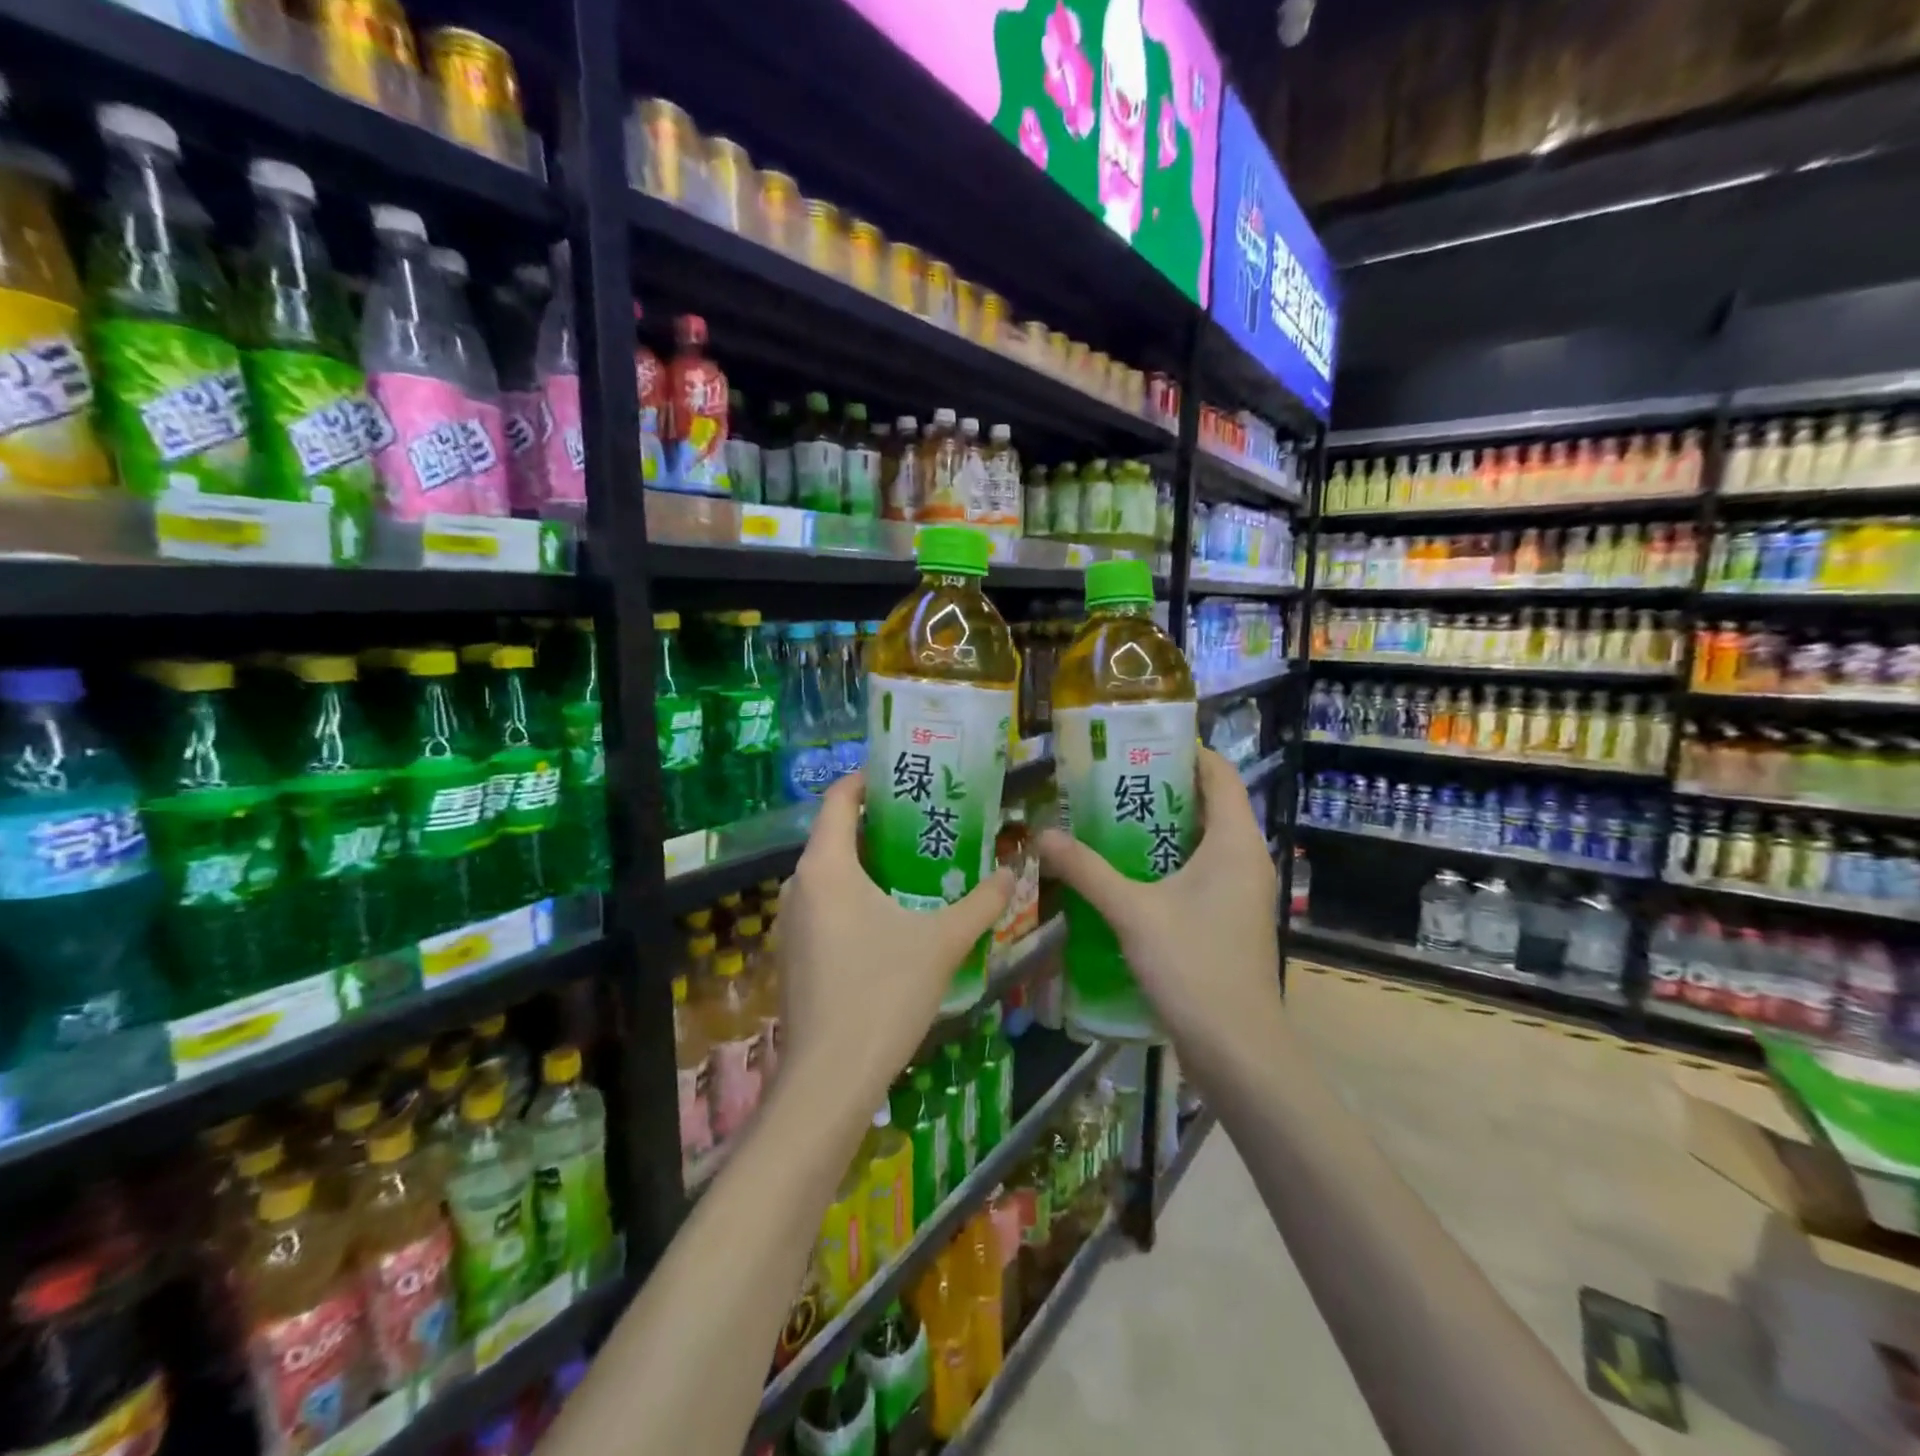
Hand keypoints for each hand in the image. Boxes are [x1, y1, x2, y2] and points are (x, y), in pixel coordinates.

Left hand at [774, 773, 1014, 1110]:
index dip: (866, 781)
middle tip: (925, 822)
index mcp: (826, 867)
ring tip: (916, 865)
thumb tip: (1013, 873)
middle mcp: (799, 885)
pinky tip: (891, 917)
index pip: (838, 800)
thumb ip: (982, 903)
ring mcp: (791, 923)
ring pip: (830, 874)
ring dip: (867, 864)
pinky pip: (824, 905)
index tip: (901, 778)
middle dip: (877, 825)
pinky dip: (854, 896)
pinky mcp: (794, 954)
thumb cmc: (883, 994)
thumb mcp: (942, 942)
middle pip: (835, 835)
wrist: (830, 1078)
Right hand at [1036, 747, 1280, 1054]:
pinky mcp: (1229, 920)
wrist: (1238, 1050)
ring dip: (1160, 828)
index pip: (1220, 774)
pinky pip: (1199, 872)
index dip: (1186, 751)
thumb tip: (1042, 834)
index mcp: (1235, 842)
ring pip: (1202, 841)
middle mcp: (1245, 859)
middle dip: (1162, 788)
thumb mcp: (1132, 912)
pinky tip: (1125, 871)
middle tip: (1108, 778)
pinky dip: (1166, 861)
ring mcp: (1241, 892)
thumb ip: (1087, 870)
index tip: (1140, 742)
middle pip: (1209, 804)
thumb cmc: (1194, 967)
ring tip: (1108, 817)